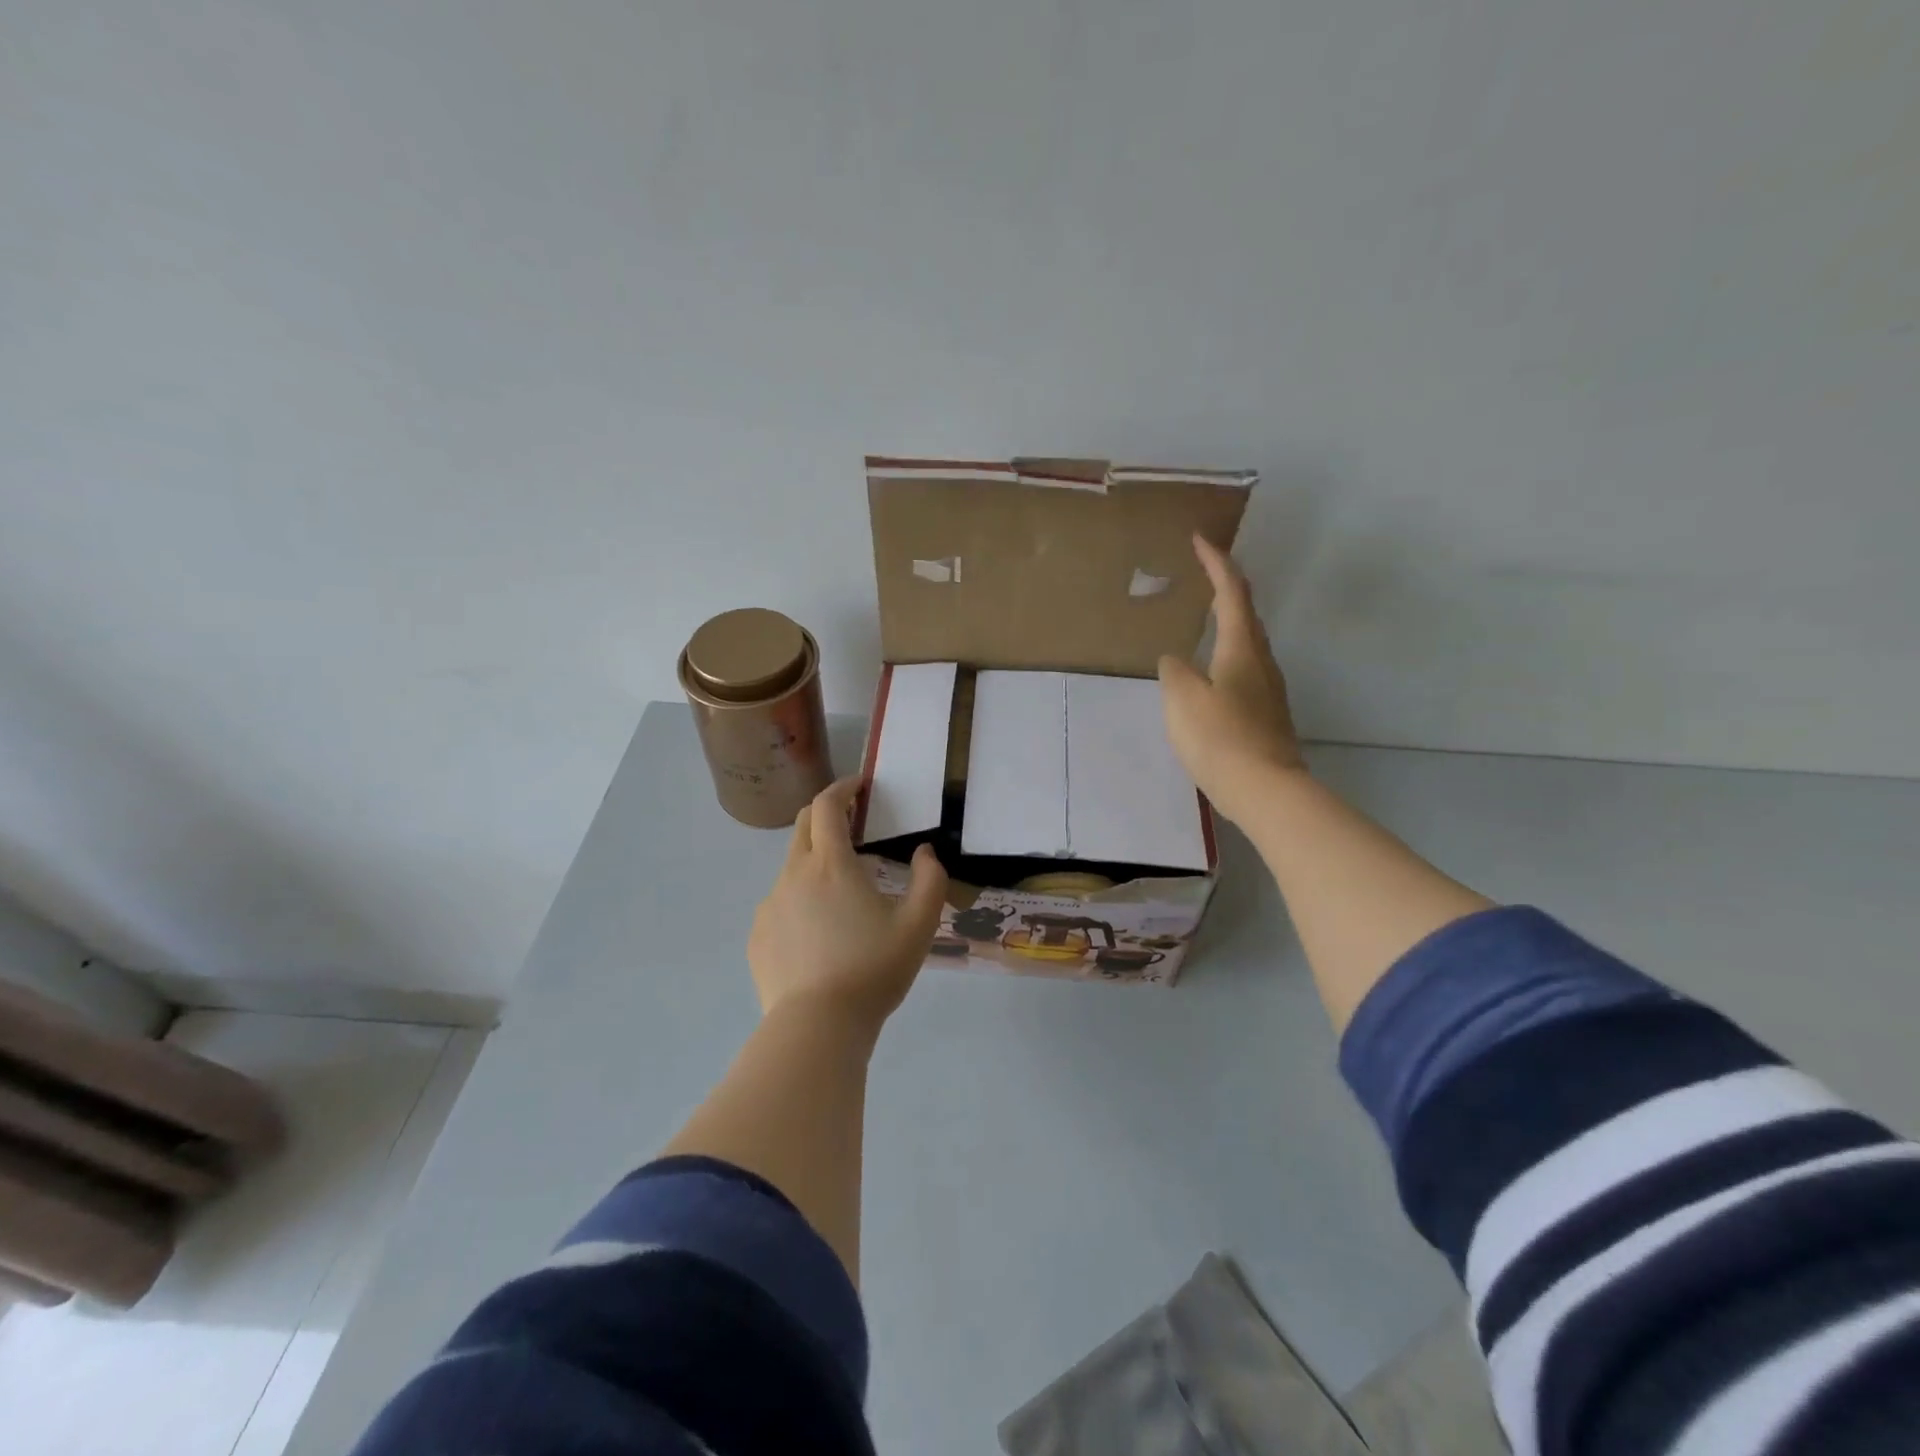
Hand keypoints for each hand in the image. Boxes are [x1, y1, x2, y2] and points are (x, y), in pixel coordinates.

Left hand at [748, 777, 948, 1030]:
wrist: (817, 1026)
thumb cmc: (873, 968)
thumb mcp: (919, 924)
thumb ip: (930, 879)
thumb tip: (925, 852)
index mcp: (831, 864)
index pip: (827, 806)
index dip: (843, 788)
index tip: (859, 785)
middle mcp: (793, 874)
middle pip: (802, 826)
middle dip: (825, 814)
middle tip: (850, 823)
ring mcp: (770, 905)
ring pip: (791, 868)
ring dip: (815, 863)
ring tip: (841, 895)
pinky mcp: (758, 936)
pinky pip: (780, 904)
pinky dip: (800, 901)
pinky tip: (818, 935)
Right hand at [1158, 533, 1306, 823]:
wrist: (1265, 790)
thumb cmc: (1220, 738)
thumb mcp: (1182, 699)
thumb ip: (1174, 672)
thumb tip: (1175, 660)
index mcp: (1241, 648)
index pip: (1231, 592)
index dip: (1216, 562)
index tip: (1200, 539)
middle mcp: (1261, 661)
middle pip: (1247, 613)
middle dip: (1226, 587)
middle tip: (1203, 574)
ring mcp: (1268, 689)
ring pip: (1248, 642)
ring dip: (1229, 621)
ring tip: (1204, 618)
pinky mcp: (1266, 714)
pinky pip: (1245, 668)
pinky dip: (1228, 653)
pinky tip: (1212, 671)